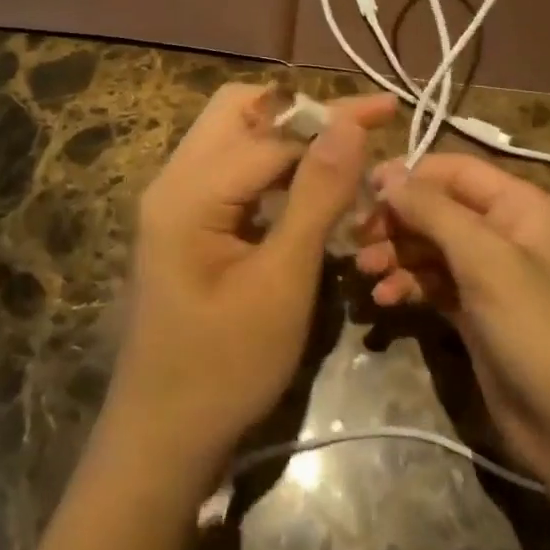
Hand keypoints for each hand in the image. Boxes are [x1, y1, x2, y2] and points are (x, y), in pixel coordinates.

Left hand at [107, 84, 395, 478]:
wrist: (162, 438)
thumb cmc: (226, 367)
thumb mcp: (283, 281)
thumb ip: (317, 196)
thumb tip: (349, 124)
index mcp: (189, 192)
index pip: (272, 132)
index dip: (333, 120)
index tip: (387, 110)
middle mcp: (173, 180)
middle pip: (238, 110)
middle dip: (302, 111)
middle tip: (359, 128)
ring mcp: (173, 199)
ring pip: (233, 135)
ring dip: (287, 136)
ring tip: (344, 152)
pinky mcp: (183, 220)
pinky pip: (229, 169)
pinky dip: (271, 165)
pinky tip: (308, 185)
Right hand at [355, 154, 549, 488]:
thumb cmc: (538, 330)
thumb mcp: (486, 260)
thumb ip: (433, 211)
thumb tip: (388, 175)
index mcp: (520, 206)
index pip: (455, 170)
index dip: (409, 175)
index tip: (364, 190)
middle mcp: (505, 232)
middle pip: (438, 208)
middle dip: (398, 220)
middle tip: (358, 239)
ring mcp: (491, 274)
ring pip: (431, 246)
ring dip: (396, 253)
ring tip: (365, 272)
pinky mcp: (476, 311)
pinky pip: (433, 282)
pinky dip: (408, 284)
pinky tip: (385, 299)